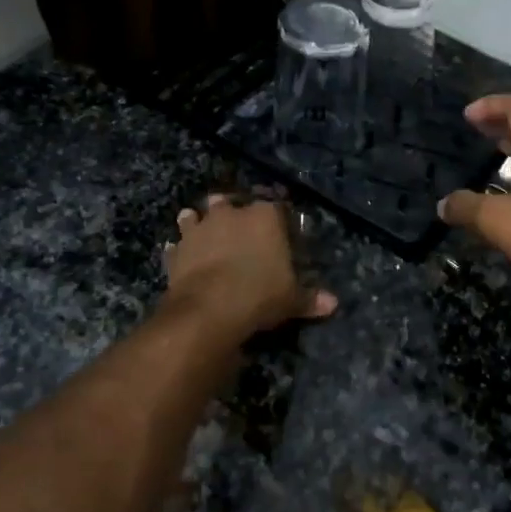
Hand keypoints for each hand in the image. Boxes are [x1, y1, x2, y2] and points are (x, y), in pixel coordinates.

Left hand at [163, 195, 337, 338]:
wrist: (209, 308)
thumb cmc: (260, 294)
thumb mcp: (292, 299)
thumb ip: (310, 298)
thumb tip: (333, 303)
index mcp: (264, 216)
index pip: (275, 207)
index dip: (277, 219)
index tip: (278, 231)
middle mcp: (230, 213)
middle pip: (230, 203)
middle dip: (233, 213)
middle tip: (239, 230)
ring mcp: (199, 228)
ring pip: (197, 215)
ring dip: (199, 222)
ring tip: (204, 233)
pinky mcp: (177, 249)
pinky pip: (178, 245)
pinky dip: (180, 249)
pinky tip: (181, 256)